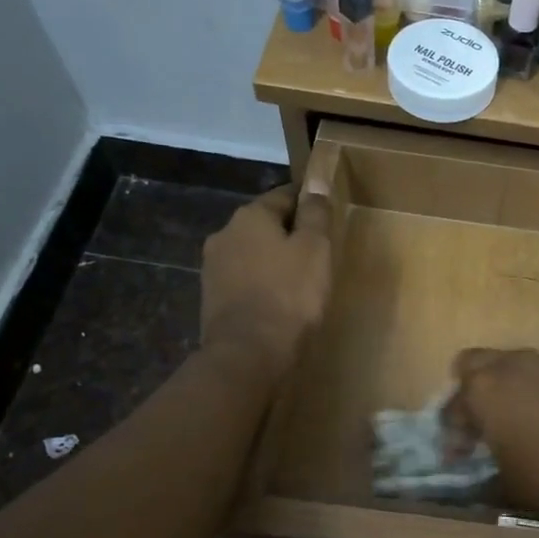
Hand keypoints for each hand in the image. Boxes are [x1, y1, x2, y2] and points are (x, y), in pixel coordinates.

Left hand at [200, 185, 331, 375]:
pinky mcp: (211, 297)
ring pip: (252, 252)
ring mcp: (213, 267)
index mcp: (250, 216)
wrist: (247, 354)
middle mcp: (225, 233)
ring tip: (299, 279)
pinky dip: (261, 282)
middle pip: (265, 223)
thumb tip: (316, 183)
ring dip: (273, 259)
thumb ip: (315, 214)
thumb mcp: (315, 249)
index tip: (327, 217)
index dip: (308, 203)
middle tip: (318, 252)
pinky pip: (243, 278)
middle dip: (289, 233)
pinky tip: (278, 299)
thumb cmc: (289, 295)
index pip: (284, 195)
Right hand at [444, 349, 538, 512]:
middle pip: (473, 364)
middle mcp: (508, 365)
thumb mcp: (511, 486)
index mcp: (482, 391)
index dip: (452, 435)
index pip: (452, 408)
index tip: (460, 457)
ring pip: (511, 363)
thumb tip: (486, 475)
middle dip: (469, 390)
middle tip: (480, 422)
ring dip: (507, 386)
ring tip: (519, 420)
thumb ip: (489, 476)